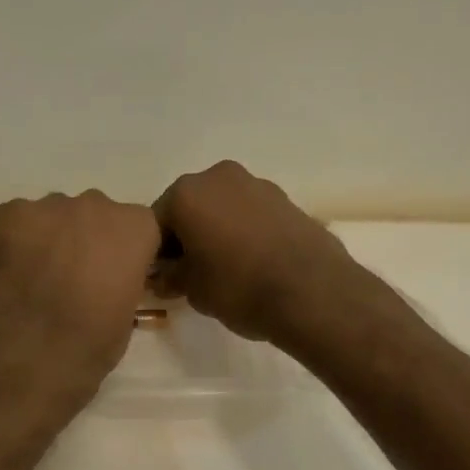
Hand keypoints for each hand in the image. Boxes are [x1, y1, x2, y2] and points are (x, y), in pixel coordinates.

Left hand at [0, 191, 161, 390]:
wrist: (33, 351)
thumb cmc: (92, 341)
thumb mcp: (127, 312)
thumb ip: (121, 280)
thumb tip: (104, 282)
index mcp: (136, 227)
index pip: (135, 228)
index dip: (121, 252)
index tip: (111, 275)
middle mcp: (97, 204)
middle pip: (93, 215)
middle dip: (85, 239)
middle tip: (72, 277)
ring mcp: (50, 205)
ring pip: (54, 215)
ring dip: (51, 238)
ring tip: (37, 276)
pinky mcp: (10, 212)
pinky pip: (17, 219)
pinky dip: (15, 239)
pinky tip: (12, 270)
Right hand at [152, 161, 361, 344]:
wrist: (313, 293)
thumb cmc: (238, 286)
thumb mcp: (191, 289)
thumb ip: (170, 276)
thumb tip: (163, 276)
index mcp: (186, 193)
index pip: (155, 222)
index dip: (156, 253)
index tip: (163, 277)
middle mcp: (218, 177)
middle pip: (190, 207)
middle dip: (187, 236)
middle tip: (191, 272)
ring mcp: (257, 184)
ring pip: (222, 208)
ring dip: (216, 231)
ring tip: (225, 268)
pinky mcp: (286, 199)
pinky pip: (250, 214)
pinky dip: (244, 232)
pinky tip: (252, 262)